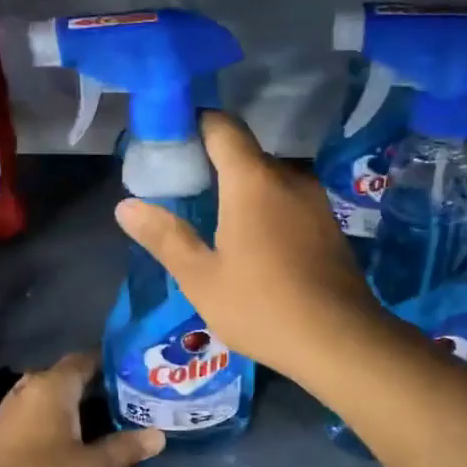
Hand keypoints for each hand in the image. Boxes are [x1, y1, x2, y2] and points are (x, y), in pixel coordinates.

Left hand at [0, 352, 163, 466]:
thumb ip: (125, 448)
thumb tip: (159, 435)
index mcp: (53, 386)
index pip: (86, 358)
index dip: (111, 363)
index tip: (135, 372)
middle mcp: (30, 387)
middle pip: (68, 376)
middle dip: (96, 385)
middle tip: (127, 398)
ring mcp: (11, 407)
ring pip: (50, 394)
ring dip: (74, 403)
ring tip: (105, 417)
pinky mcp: (1, 428)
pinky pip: (35, 410)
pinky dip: (55, 416)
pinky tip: (71, 436)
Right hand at [114, 112, 390, 382]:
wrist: (341, 342)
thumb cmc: (262, 307)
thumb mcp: (201, 278)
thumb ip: (164, 236)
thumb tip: (126, 206)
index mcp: (253, 180)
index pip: (221, 126)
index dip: (192, 124)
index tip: (167, 142)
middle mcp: (289, 177)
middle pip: (244, 152)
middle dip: (212, 162)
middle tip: (181, 189)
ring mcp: (315, 200)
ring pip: (269, 178)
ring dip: (240, 188)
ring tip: (212, 217)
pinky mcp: (329, 225)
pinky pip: (288, 199)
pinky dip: (265, 206)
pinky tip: (252, 241)